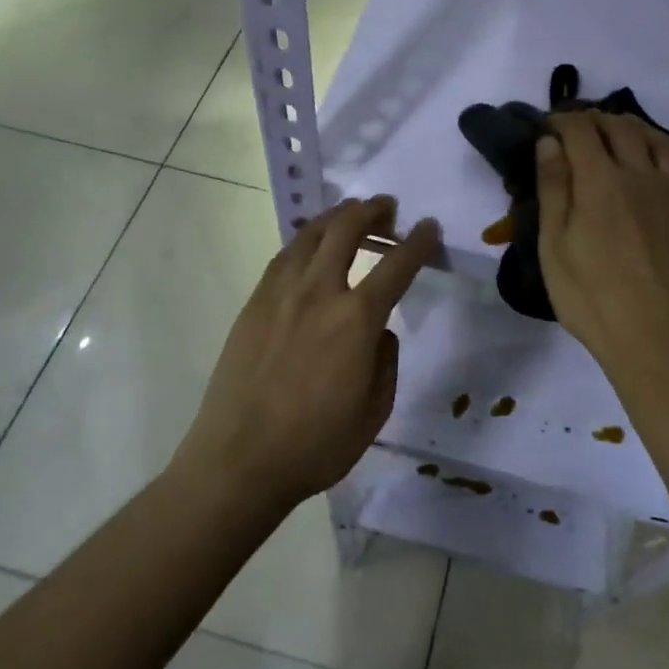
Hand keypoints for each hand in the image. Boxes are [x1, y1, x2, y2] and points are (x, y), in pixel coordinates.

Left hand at [176, 196, 440, 506]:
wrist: (239, 460)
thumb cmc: (315, 445)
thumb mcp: (375, 412)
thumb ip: (386, 362)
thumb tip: (379, 332)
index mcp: (356, 320)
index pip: (397, 266)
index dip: (419, 242)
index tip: (429, 227)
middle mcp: (318, 293)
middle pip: (347, 230)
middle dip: (372, 211)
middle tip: (387, 207)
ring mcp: (280, 294)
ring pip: (310, 235)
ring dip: (335, 217)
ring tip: (350, 214)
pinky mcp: (253, 304)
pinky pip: (284, 257)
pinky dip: (305, 241)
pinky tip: (310, 246)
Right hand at [534, 112, 668, 371]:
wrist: (656, 337)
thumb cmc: (592, 295)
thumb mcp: (554, 244)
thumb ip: (553, 188)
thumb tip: (549, 142)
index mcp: (601, 180)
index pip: (581, 131)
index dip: (562, 120)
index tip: (547, 125)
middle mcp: (643, 175)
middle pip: (623, 128)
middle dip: (598, 119)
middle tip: (581, 126)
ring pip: (665, 143)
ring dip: (642, 129)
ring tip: (627, 132)